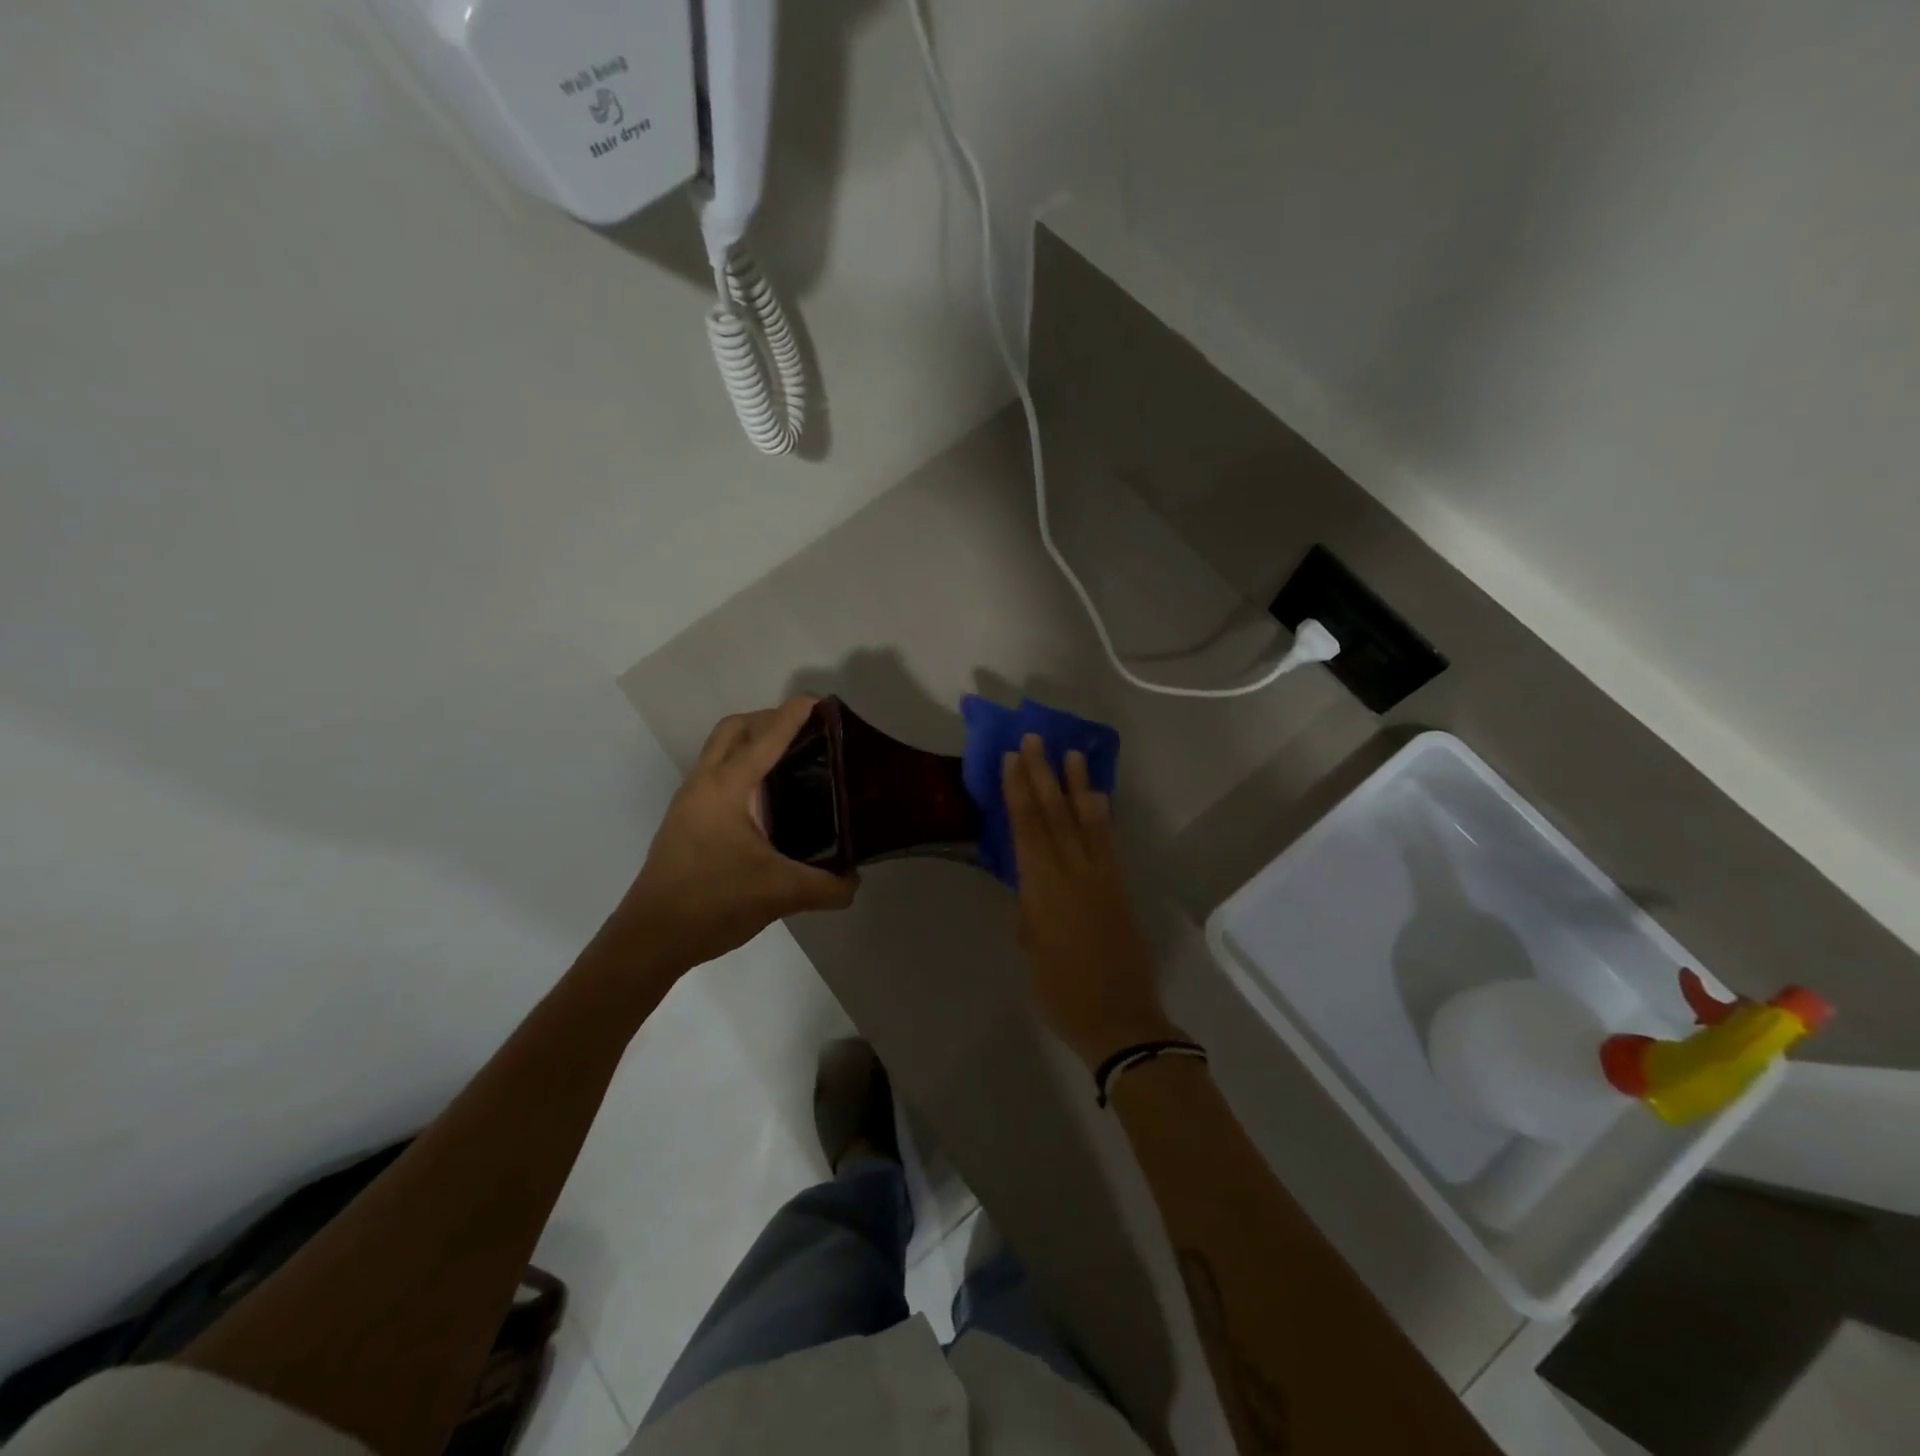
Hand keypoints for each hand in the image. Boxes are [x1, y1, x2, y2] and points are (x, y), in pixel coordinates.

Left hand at [612, 697, 857, 971]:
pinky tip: (767, 800)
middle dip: (769, 719)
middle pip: (734, 729)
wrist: (651, 937)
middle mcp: (704, 784)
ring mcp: (690, 802)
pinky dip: (742, 769)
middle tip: (806, 731)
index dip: (793, 715)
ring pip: (720, 751)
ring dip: (752, 742)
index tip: (820, 700)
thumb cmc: (713, 902)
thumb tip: (855, 881)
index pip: (766, 738)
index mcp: (727, 788)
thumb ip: (827, 886)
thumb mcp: (781, 894)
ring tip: (792, 760)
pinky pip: (717, 776)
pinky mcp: (686, 822)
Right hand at [1003, 734, 1180, 1069]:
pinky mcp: (1120, 886)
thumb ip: (1030, 910)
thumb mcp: (1031, 950)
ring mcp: (1102, 876)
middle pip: (1056, 814)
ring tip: (1071, 753)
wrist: (1120, 1018)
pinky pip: (1108, 840)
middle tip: (1036, 739)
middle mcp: (1074, 872)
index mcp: (1044, 888)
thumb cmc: (1061, 992)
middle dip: (1044, 774)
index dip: (1019, 790)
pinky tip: (1097, 797)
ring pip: (1086, 820)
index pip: (1028, 828)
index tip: (1012, 758)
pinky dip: (1101, 814)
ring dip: (1077, 784)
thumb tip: (1028, 885)